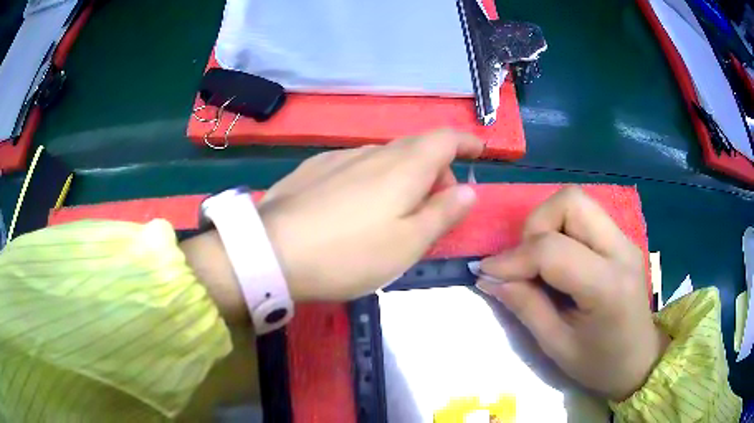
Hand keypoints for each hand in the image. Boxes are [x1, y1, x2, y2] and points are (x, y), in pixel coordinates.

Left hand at [259, 130, 482, 300]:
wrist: (272, 252)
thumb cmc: (349, 254)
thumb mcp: (408, 244)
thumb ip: (443, 213)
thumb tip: (468, 189)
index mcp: (404, 166)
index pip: (445, 138)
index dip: (466, 142)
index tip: (479, 152)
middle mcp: (373, 151)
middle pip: (417, 148)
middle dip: (437, 170)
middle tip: (436, 208)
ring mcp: (339, 157)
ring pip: (386, 157)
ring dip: (404, 176)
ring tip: (397, 214)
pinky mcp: (314, 169)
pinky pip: (357, 166)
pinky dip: (374, 179)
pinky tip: (358, 208)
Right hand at [476, 187, 669, 400]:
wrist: (639, 359)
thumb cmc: (599, 364)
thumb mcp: (556, 346)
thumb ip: (525, 307)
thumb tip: (488, 278)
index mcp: (608, 286)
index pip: (553, 249)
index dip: (513, 258)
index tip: (486, 273)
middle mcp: (621, 250)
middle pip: (570, 202)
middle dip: (535, 226)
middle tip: (523, 262)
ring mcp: (624, 239)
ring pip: (576, 201)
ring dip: (548, 223)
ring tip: (539, 260)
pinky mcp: (621, 239)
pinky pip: (584, 215)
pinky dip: (561, 228)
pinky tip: (557, 260)